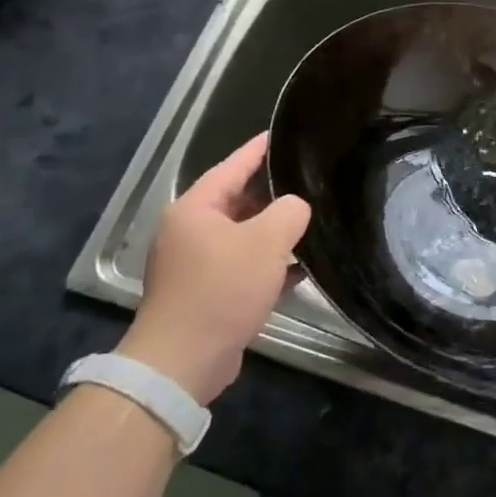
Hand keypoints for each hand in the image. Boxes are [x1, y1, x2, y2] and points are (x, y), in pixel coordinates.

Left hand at [119, 133, 309, 404]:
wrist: (184, 361)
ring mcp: (196, 265)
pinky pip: (243, 267)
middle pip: (238, 201)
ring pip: (243, 236)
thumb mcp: (266, 242)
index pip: (232, 166)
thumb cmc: (222, 290)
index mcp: (195, 209)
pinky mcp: (206, 294)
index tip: (281, 134)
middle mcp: (190, 232)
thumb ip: (290, 212)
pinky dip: (268, 264)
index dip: (259, 150)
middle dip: (273, 194)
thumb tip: (296, 208)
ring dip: (274, 233)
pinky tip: (300, 268)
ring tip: (311, 221)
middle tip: (309, 181)